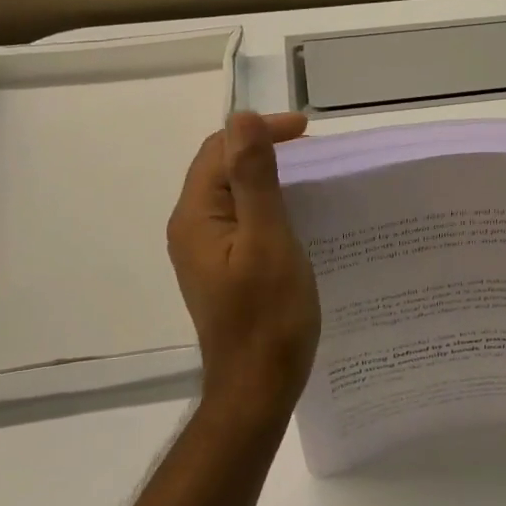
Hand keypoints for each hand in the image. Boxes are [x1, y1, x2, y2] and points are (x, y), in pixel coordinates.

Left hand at [167, 111, 321, 421]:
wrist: (258, 387)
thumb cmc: (269, 316)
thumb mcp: (269, 240)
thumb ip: (254, 179)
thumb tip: (242, 119)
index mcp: (195, 216)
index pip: (221, 150)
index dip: (260, 132)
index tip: (309, 133)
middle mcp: (191, 227)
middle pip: (221, 168)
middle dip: (264, 149)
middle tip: (314, 152)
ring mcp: (205, 251)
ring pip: (233, 194)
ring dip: (267, 176)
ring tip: (310, 177)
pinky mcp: (223, 268)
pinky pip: (241, 219)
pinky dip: (267, 204)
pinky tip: (296, 215)